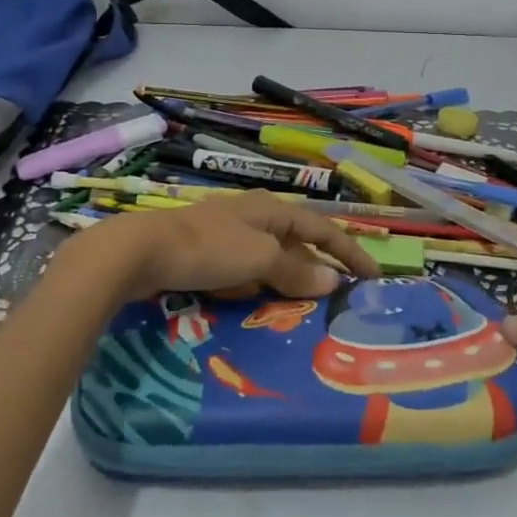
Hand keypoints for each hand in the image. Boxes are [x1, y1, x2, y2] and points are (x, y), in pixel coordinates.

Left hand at [66, 191, 380, 302]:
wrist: (143, 251)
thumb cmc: (209, 248)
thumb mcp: (259, 258)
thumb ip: (296, 270)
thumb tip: (333, 280)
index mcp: (271, 209)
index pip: (322, 228)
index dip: (349, 251)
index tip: (373, 277)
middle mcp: (253, 216)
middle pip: (296, 241)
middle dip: (319, 266)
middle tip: (340, 296)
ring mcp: (228, 234)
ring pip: (270, 258)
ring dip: (289, 279)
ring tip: (306, 307)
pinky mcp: (207, 253)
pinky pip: (246, 270)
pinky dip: (260, 286)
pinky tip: (259, 304)